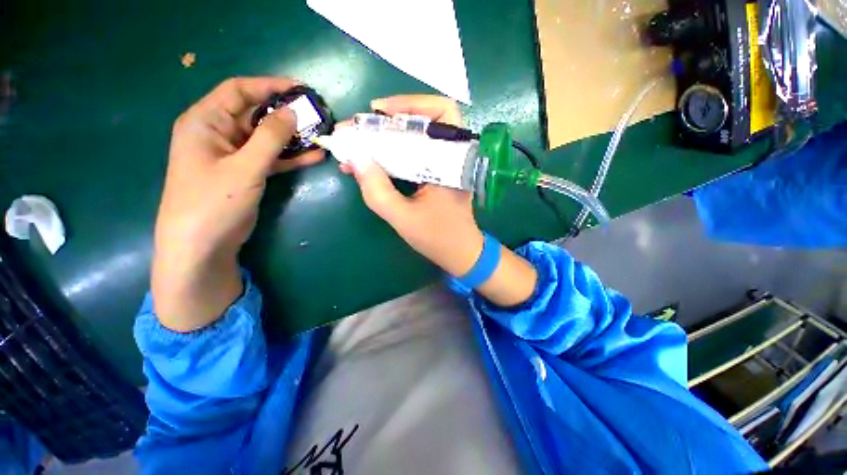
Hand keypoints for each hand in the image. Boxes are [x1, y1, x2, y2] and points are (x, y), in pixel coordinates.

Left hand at [152, 77, 323, 331]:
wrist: (202, 245)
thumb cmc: (213, 202)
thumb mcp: (244, 167)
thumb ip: (269, 138)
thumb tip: (292, 112)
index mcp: (206, 121)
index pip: (239, 91)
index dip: (269, 86)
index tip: (301, 89)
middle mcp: (219, 133)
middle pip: (255, 113)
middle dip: (286, 112)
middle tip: (316, 114)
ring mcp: (234, 154)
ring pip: (267, 137)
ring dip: (292, 136)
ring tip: (320, 133)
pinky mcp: (247, 173)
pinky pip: (272, 157)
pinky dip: (291, 156)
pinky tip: (315, 155)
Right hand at [340, 95, 484, 277]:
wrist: (460, 254)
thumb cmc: (438, 238)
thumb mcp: (403, 218)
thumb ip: (377, 191)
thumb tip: (354, 158)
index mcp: (453, 161)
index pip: (441, 111)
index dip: (409, 102)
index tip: (376, 111)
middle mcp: (452, 157)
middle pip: (424, 121)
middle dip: (388, 121)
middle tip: (359, 129)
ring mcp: (443, 166)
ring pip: (415, 138)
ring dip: (386, 138)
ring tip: (357, 145)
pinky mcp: (435, 175)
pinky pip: (413, 156)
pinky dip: (391, 155)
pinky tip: (369, 163)